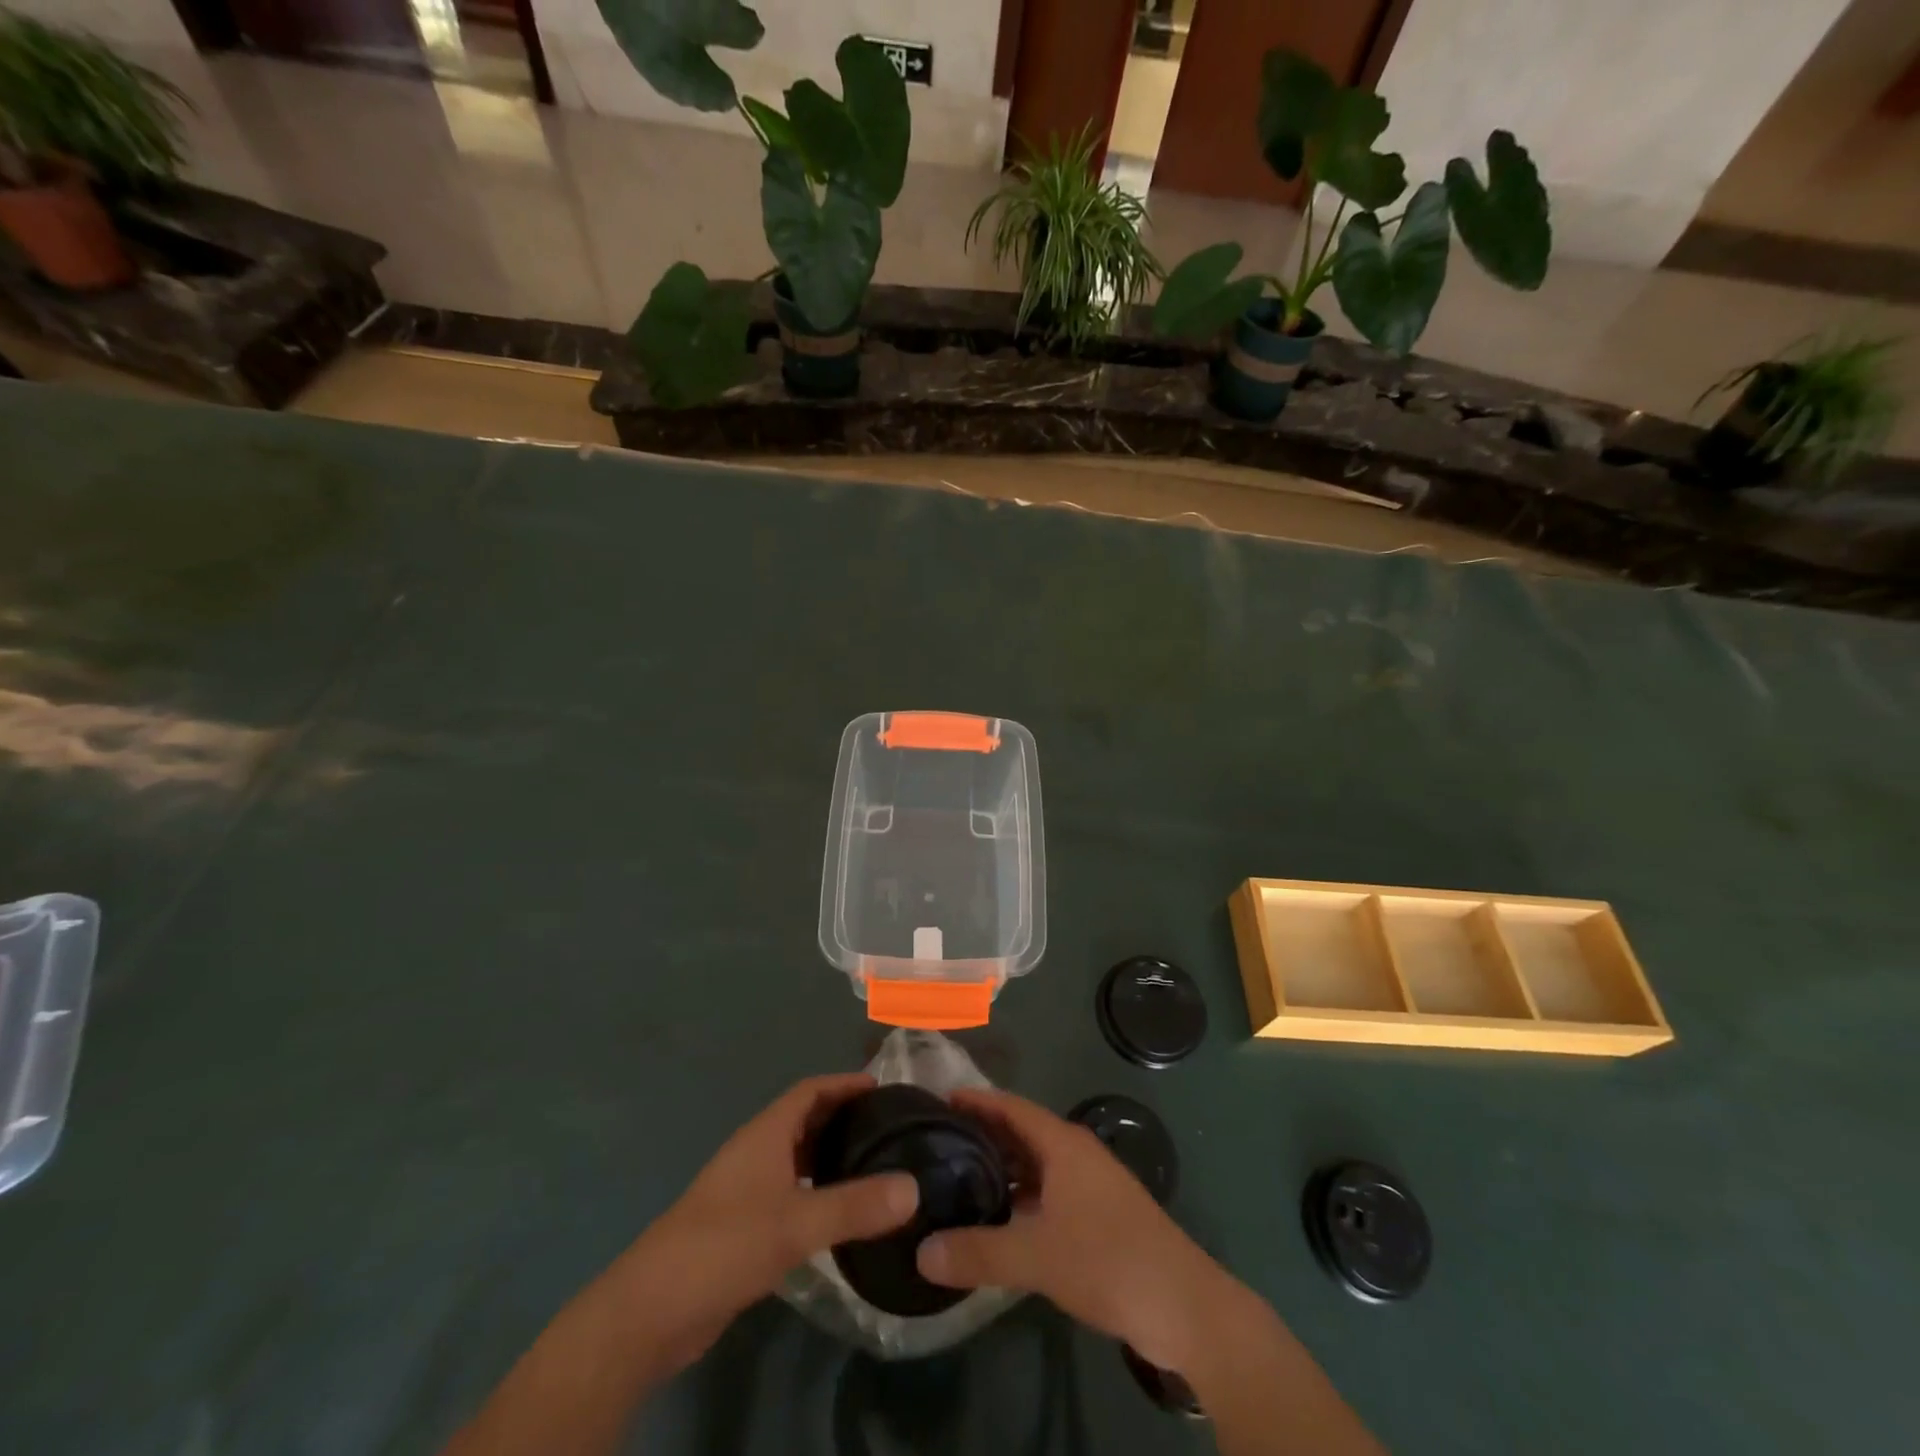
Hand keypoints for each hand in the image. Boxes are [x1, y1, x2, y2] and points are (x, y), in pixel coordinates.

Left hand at [618, 1074, 918, 1377]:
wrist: (652, 1310)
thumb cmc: (724, 1245)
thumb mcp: (796, 1224)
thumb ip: (855, 1206)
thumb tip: (914, 1188)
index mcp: (765, 1134)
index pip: (810, 1090)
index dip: (844, 1084)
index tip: (884, 1088)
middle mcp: (756, 1152)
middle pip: (804, 1120)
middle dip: (843, 1119)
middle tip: (889, 1129)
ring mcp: (745, 1189)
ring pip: (796, 1158)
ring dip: (829, 1156)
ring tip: (873, 1166)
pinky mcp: (741, 1226)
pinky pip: (788, 1192)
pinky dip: (815, 1191)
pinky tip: (838, 1215)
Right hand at [915, 1088, 1247, 1373]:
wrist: (1183, 1306)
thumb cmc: (1108, 1261)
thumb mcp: (1036, 1256)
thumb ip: (978, 1252)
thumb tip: (921, 1252)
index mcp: (1063, 1144)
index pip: (1011, 1107)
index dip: (976, 1102)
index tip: (938, 1101)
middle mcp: (1076, 1154)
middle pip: (1022, 1133)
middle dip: (983, 1136)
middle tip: (937, 1144)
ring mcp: (1090, 1185)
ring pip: (1036, 1166)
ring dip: (1003, 1171)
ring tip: (958, 1181)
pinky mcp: (1099, 1216)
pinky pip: (1049, 1193)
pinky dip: (1021, 1199)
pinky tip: (998, 1222)